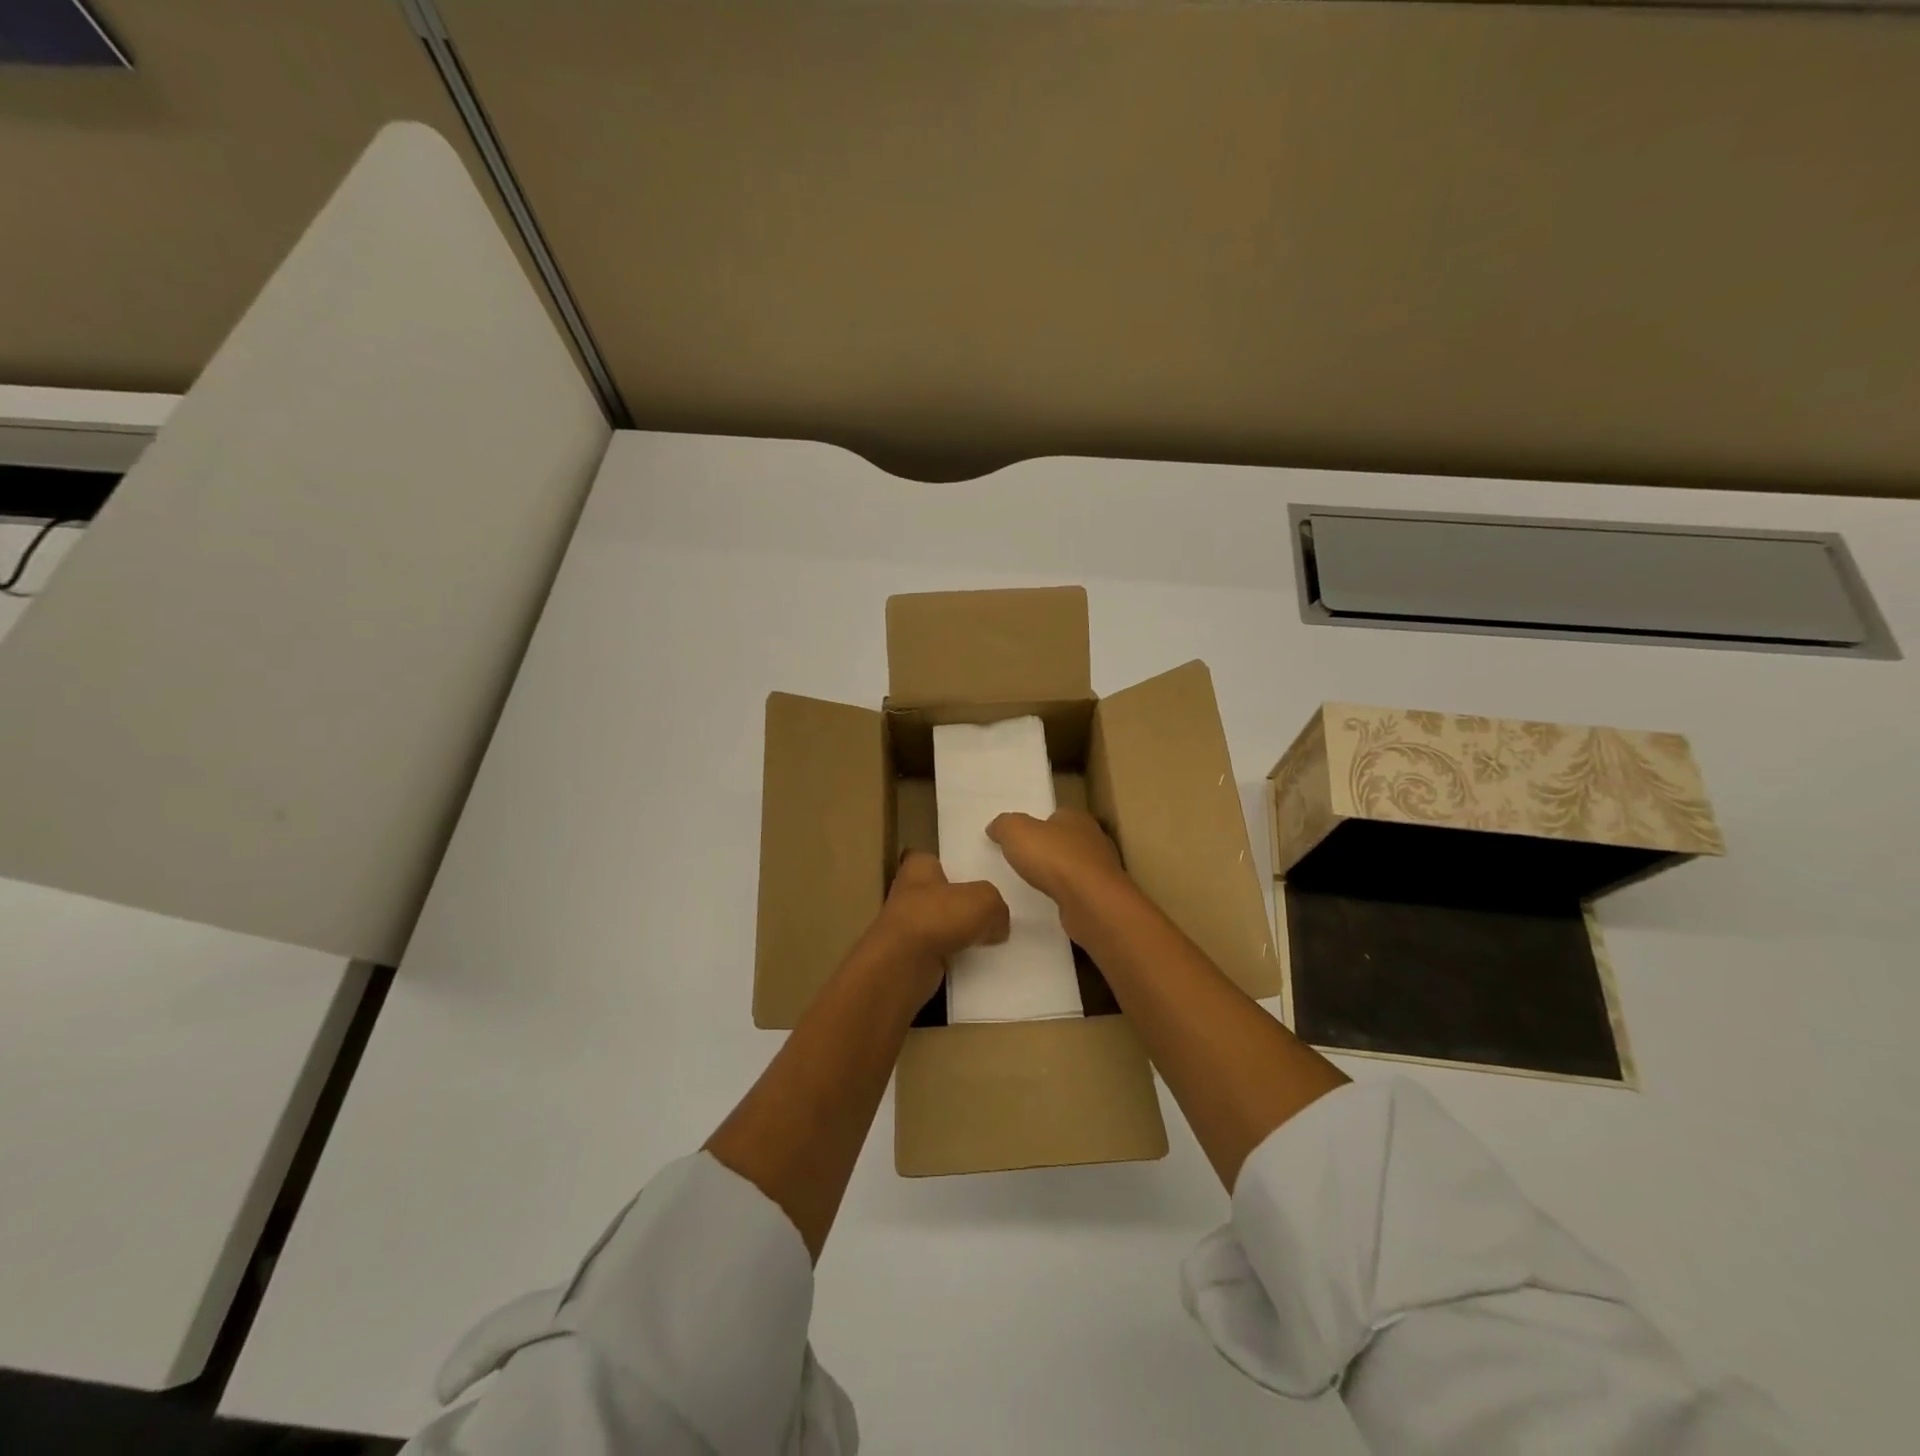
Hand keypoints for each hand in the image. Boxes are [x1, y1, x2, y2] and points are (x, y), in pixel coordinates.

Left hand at [864, 851, 1008, 1000]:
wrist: (903, 965)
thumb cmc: (938, 917)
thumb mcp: (984, 900)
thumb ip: (997, 906)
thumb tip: (998, 924)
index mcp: (919, 867)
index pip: (936, 859)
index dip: (955, 866)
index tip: (977, 876)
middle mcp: (909, 892)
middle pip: (943, 894)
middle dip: (964, 903)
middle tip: (994, 911)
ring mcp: (908, 926)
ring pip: (944, 924)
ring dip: (962, 933)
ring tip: (993, 938)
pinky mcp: (911, 956)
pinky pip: (943, 951)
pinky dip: (957, 956)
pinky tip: (978, 962)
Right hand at [986, 808, 1131, 930]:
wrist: (1091, 903)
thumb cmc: (1054, 859)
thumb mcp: (1016, 832)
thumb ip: (1004, 825)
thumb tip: (996, 827)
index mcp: (1076, 818)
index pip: (1056, 816)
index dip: (1037, 826)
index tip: (1020, 840)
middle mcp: (1093, 839)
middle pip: (1066, 840)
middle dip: (1048, 850)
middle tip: (1023, 862)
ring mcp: (1101, 869)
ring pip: (1074, 866)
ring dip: (1058, 874)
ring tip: (1035, 884)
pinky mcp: (1102, 896)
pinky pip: (1079, 891)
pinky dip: (1066, 895)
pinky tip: (1052, 902)